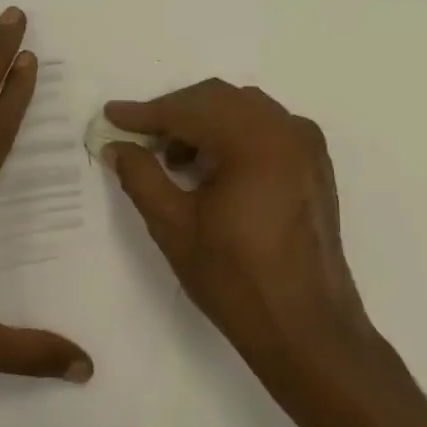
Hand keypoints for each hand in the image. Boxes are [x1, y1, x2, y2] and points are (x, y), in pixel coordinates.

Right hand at [103, 80, 389, 399]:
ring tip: (173, 159)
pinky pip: (267, 129)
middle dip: (174, 113)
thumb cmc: (234, 278)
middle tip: (138, 138)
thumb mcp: (173, 226)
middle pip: (218, 99)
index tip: (111, 116)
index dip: (145, 113)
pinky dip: (233, 134)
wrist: (305, 327)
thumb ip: (140, 176)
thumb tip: (118, 146)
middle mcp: (287, 130)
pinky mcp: (315, 166)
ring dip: (203, 122)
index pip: (188, 110)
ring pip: (243, 110)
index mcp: (255, 141)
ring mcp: (307, 146)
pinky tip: (212, 167)